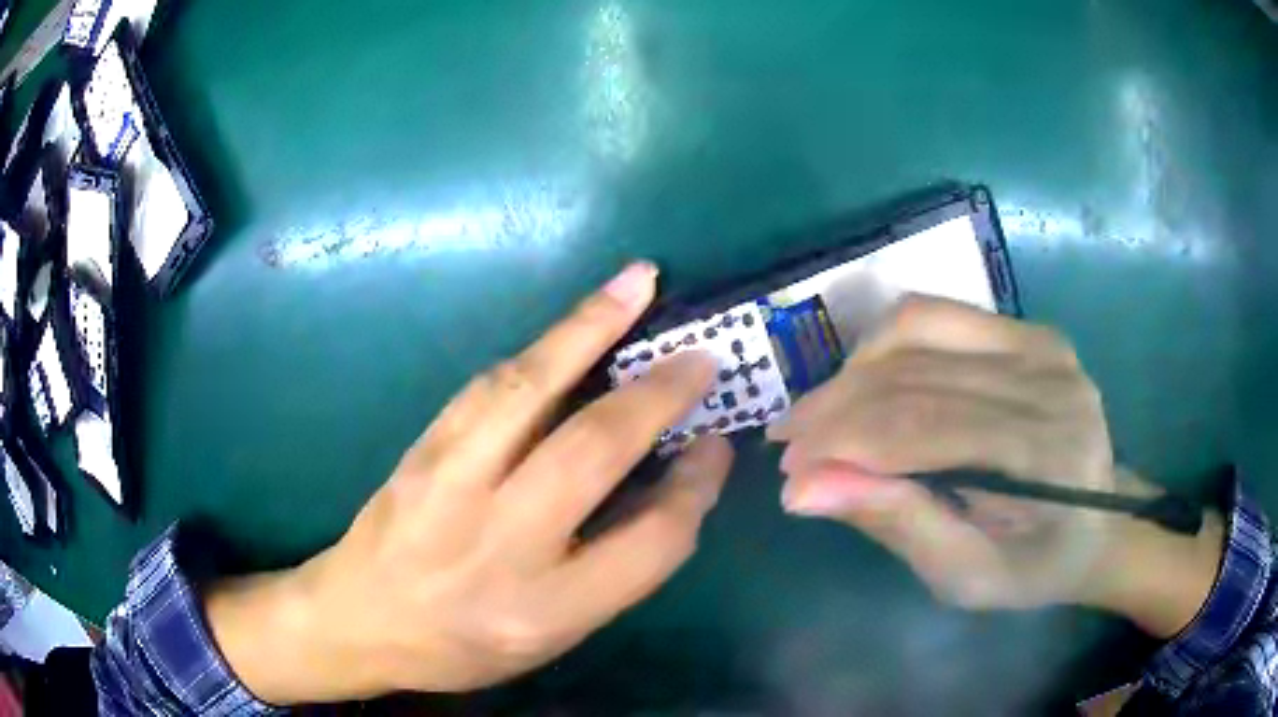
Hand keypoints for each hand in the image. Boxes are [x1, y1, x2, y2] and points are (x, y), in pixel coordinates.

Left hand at [205, 263, 733, 703]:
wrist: (360, 619)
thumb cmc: (464, 644)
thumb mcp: (551, 636)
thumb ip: (613, 568)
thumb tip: (668, 482)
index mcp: (544, 609)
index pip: (650, 542)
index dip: (695, 489)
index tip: (714, 447)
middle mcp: (499, 543)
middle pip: (593, 451)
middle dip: (656, 395)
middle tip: (700, 357)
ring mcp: (450, 485)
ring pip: (528, 390)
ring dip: (589, 329)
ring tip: (635, 285)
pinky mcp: (422, 448)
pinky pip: (488, 386)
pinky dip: (540, 350)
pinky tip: (572, 327)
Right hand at [769, 297, 1221, 631]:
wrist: (1099, 522)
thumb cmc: (1037, 566)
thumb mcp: (968, 578)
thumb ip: (900, 526)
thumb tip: (806, 489)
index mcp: (1046, 456)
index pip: (924, 428)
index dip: (844, 445)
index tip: (789, 474)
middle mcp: (1049, 382)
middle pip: (915, 376)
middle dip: (834, 410)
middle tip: (787, 445)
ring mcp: (1041, 344)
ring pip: (918, 331)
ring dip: (852, 373)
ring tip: (817, 415)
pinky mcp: (1029, 330)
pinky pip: (938, 315)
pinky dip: (885, 345)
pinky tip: (864, 382)